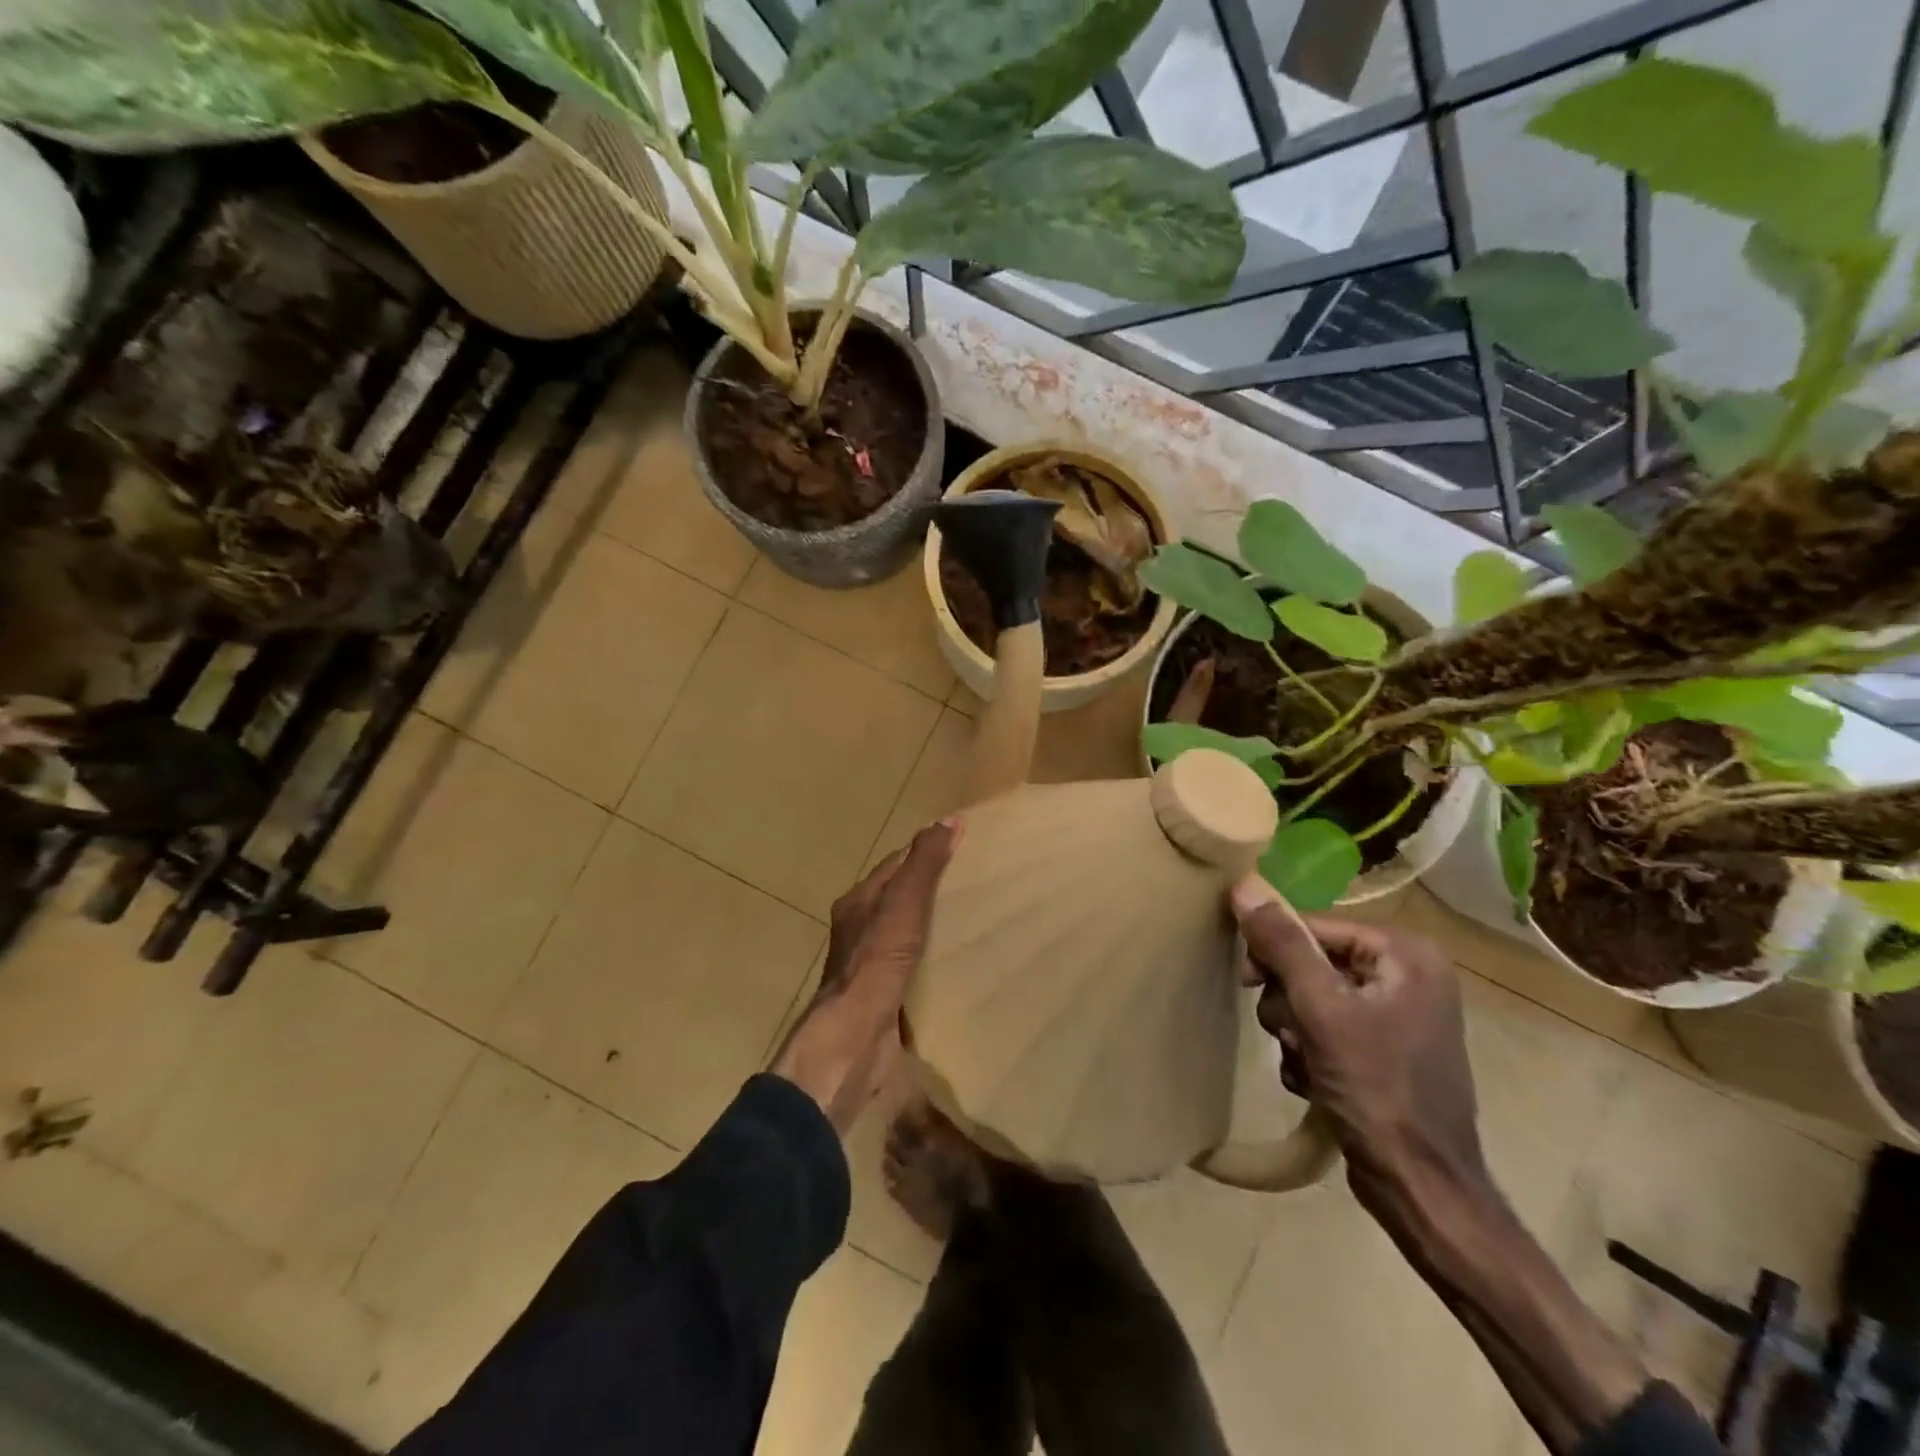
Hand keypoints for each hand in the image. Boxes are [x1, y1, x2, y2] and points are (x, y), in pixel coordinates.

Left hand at [772, 820, 960, 1134]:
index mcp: (859, 901)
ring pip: (908, 934)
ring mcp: (871, 965)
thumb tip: (950, 819)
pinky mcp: (885, 995)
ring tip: (976, 921)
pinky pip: (915, 967)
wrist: (854, 1037)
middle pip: (900, 899)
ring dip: (935, 927)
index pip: (896, 865)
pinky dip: (936, 960)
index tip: (963, 847)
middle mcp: (860, 929)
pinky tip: (961, 963)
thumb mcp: (904, 903)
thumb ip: (925, 864)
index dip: (925, 852)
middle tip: (976, 885)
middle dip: (932, 890)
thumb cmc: (877, 962)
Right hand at [1229, 876, 1489, 1225]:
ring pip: (1310, 997)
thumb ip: (1282, 944)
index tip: (1246, 981)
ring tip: (1306, 1063)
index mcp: (1405, 953)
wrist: (1421, 1187)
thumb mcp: (1322, 1010)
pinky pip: (1325, 1028)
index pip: (1313, 925)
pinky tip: (1315, 1081)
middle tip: (1290, 1034)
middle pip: (1310, 962)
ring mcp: (1396, 1014)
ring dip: (1294, 1030)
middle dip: (1289, 1001)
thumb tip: (1243, 885)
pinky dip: (1310, 1052)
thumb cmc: (1377, 1089)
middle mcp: (1406, 974)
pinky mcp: (1383, 1049)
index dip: (1274, 950)